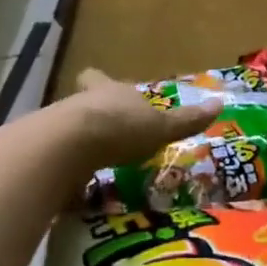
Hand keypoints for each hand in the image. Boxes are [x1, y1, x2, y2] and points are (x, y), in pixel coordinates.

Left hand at [54, 68, 222, 175]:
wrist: (69, 146)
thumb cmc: (121, 128)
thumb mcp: (161, 127)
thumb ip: (186, 120)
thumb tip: (219, 104)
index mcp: (109, 91)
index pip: (98, 78)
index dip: (99, 81)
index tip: (99, 83)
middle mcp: (81, 103)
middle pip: (84, 104)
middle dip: (94, 117)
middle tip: (105, 134)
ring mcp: (59, 128)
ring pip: (68, 130)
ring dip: (80, 145)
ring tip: (95, 166)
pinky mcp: (46, 155)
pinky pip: (58, 161)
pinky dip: (67, 171)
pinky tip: (77, 186)